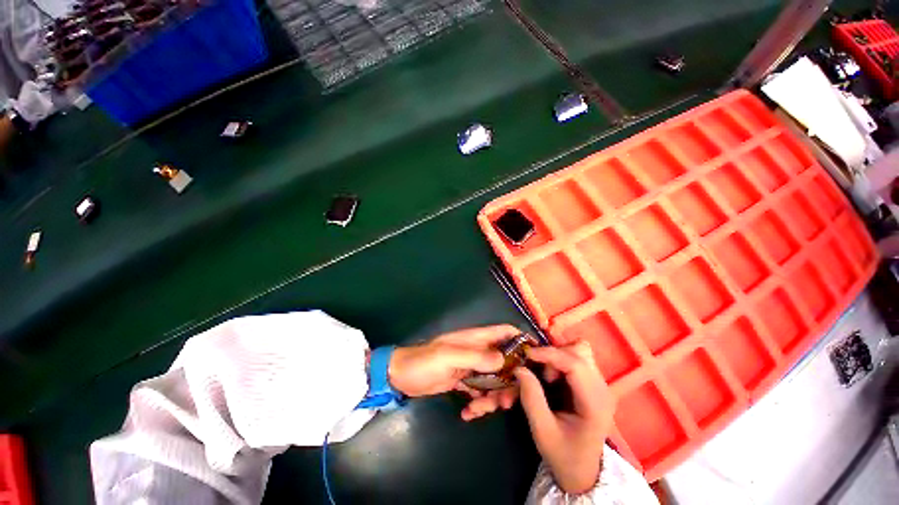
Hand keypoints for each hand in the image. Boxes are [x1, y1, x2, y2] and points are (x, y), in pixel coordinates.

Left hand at [388, 325, 519, 408]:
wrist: (401, 376)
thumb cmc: (424, 361)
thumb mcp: (449, 356)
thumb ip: (477, 357)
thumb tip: (505, 360)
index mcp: (475, 338)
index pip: (505, 332)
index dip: (522, 339)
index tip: (537, 359)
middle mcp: (477, 351)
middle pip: (505, 362)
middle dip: (509, 381)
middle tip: (506, 402)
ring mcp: (471, 367)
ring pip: (494, 380)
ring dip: (493, 397)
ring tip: (479, 410)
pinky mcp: (464, 382)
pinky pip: (480, 392)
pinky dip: (479, 403)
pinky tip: (468, 413)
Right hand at [514, 340, 614, 494]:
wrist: (583, 472)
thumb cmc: (563, 455)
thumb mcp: (542, 431)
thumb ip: (531, 398)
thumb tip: (519, 368)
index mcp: (595, 404)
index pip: (575, 364)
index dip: (549, 354)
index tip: (527, 355)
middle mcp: (602, 389)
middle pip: (579, 351)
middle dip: (554, 355)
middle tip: (540, 373)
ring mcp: (600, 385)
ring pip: (579, 351)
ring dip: (558, 357)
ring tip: (548, 377)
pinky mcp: (593, 383)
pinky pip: (575, 359)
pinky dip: (560, 361)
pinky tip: (553, 378)